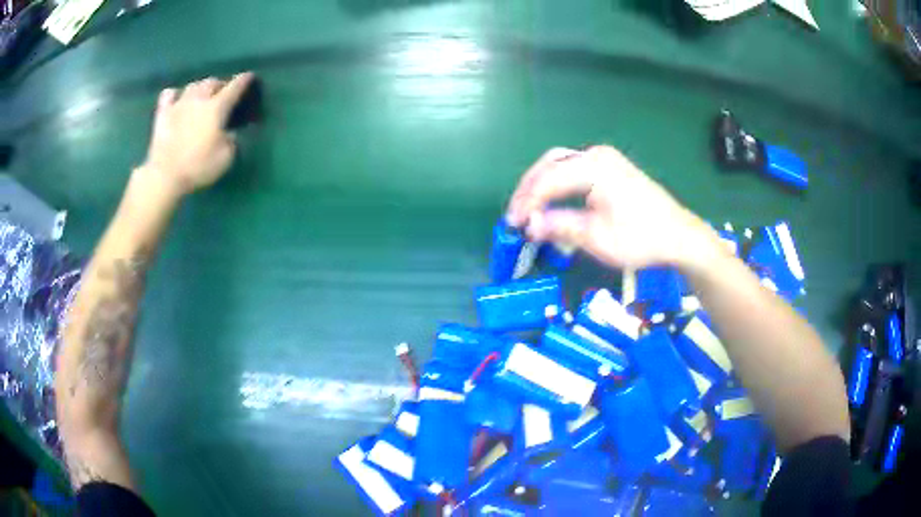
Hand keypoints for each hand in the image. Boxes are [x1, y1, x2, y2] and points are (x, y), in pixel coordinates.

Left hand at [141, 73, 254, 196]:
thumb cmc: (198, 167)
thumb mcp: (225, 158)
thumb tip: (231, 132)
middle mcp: (199, 99)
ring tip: (202, 95)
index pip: (235, 87)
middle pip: (212, 81)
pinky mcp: (162, 114)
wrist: (165, 175)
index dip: (244, 80)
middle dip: (220, 84)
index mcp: (217, 107)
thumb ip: (232, 141)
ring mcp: (179, 104)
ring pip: (193, 85)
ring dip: (200, 87)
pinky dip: (175, 94)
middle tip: (223, 92)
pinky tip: (176, 99)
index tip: (249, 76)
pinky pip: (169, 94)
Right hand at [506, 145, 718, 270]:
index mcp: (594, 167)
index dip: (527, 203)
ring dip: (541, 185)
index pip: (548, 180)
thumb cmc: (641, 238)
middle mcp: (596, 155)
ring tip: (528, 209)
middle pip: (550, 163)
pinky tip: (551, 201)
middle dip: (529, 189)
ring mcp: (605, 159)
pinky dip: (557, 184)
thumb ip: (560, 227)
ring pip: (561, 164)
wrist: (679, 236)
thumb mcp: (598, 238)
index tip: (512, 226)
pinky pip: (574, 169)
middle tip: (515, 215)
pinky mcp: (610, 168)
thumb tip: (529, 227)